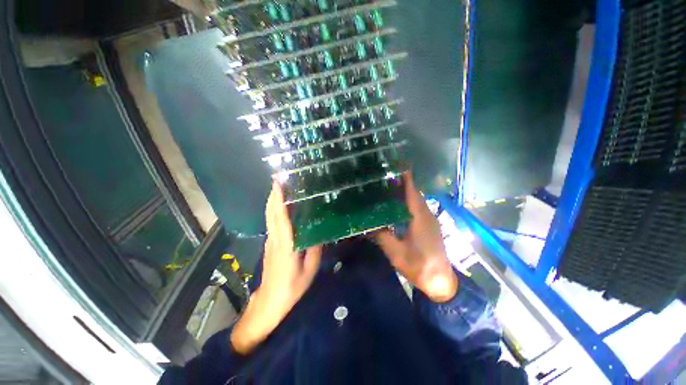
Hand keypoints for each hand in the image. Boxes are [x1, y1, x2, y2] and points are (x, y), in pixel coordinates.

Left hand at [230, 181, 321, 353]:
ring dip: (273, 200)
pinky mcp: (270, 245)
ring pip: (269, 216)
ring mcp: (270, 241)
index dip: (277, 198)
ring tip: (282, 187)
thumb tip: (319, 233)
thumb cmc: (291, 288)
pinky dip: (275, 210)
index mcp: (285, 244)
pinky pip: (272, 223)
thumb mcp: (309, 270)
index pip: (279, 216)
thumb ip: (314, 249)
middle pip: (270, 212)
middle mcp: (274, 239)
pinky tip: (283, 207)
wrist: (269, 303)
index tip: (277, 182)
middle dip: (273, 194)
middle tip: (279, 179)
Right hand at [375, 173, 457, 302]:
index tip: (397, 166)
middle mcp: (426, 215)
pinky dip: (408, 203)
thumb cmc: (418, 266)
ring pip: (416, 201)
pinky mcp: (430, 226)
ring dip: (405, 193)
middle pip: (414, 194)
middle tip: (384, 178)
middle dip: (401, 184)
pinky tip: (397, 206)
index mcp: (419, 218)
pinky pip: (418, 209)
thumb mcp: (395, 252)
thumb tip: (367, 224)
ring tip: (388, 188)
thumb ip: (381, 236)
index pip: (412, 192)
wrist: (441, 281)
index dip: (405, 178)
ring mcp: (430, 220)